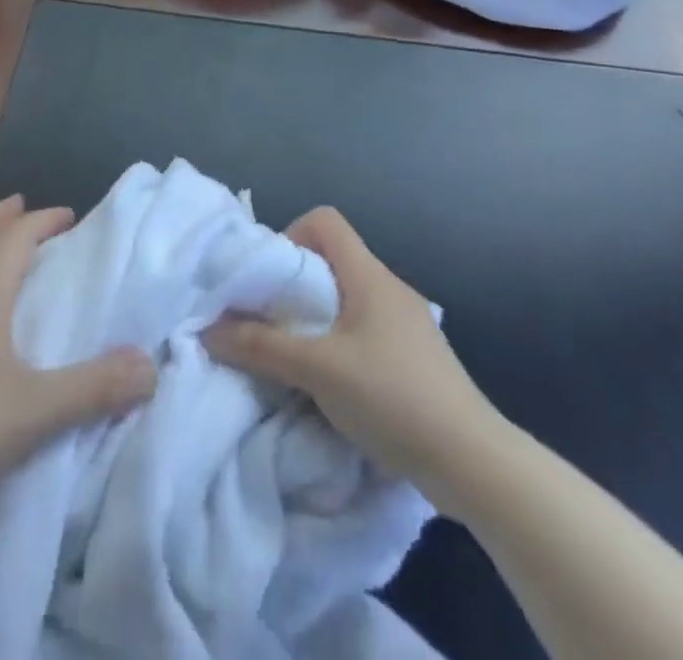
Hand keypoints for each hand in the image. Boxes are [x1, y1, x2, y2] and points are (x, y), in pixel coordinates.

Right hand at [203, 206, 504, 494]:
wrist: (474, 461)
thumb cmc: (393, 397)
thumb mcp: (318, 370)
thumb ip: (262, 347)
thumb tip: (208, 330)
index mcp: (369, 275)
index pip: (325, 220)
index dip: (291, 236)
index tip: (271, 281)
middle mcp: (388, 287)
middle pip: (331, 260)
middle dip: (294, 286)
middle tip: (269, 322)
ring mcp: (405, 322)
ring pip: (346, 299)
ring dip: (315, 320)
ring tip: (294, 357)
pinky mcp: (413, 356)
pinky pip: (364, 330)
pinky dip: (338, 344)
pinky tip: (330, 384)